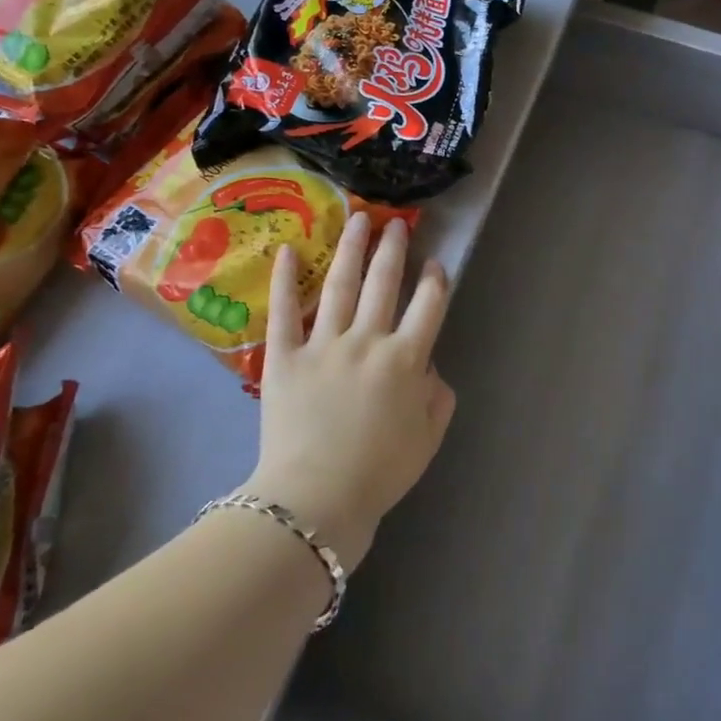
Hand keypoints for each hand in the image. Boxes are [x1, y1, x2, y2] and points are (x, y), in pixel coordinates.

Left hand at [238, 212, 456, 570]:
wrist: (315, 500)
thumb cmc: (379, 473)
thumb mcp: (428, 437)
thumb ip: (437, 395)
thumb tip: (428, 367)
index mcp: (406, 360)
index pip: (428, 307)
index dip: (435, 282)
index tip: (435, 265)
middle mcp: (368, 341)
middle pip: (385, 284)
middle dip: (393, 250)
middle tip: (396, 222)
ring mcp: (323, 345)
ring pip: (341, 286)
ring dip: (352, 250)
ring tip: (358, 219)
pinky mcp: (284, 357)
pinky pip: (284, 312)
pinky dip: (286, 280)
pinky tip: (289, 250)